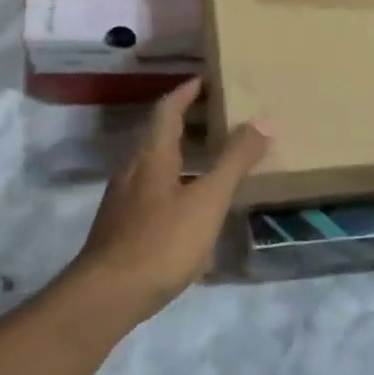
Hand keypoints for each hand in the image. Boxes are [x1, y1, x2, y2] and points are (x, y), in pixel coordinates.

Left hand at [66, 78, 270, 324]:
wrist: (109, 294)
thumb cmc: (162, 240)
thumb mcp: (208, 199)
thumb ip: (235, 161)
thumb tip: (265, 122)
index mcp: (151, 154)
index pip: (167, 108)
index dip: (187, 91)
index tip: (207, 79)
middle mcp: (133, 168)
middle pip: (159, 133)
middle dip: (188, 121)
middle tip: (221, 116)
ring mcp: (124, 198)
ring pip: (155, 163)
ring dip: (182, 153)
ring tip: (213, 158)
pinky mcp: (122, 226)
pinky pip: (153, 189)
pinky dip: (176, 182)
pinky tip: (193, 205)